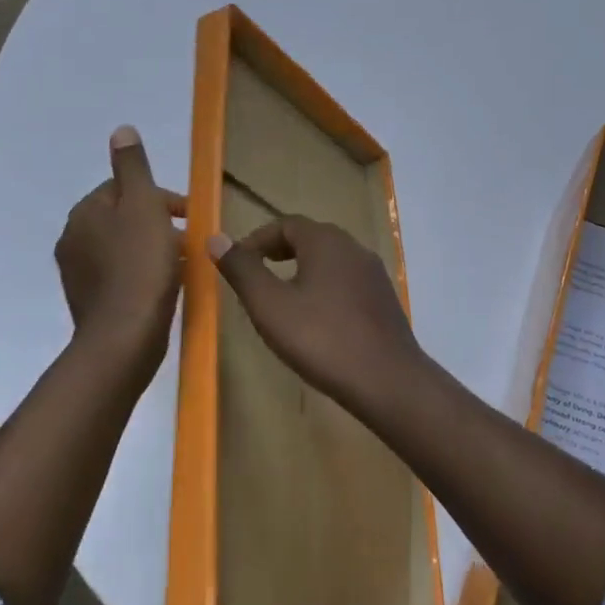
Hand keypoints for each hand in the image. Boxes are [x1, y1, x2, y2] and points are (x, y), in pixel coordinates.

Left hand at [55, 127, 184, 376]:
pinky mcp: (90, 302)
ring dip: (150, 248)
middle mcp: (73, 239)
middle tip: (189, 239)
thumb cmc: (140, 266)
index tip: (189, 214)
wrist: (124, 338)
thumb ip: (133, 167)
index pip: (122, 188)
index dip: (159, 197)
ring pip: (122, 247)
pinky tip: (163, 286)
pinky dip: (141, 273)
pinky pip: (120, 275)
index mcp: (85, 213)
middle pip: (122, 218)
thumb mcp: (143, 206)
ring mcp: (78, 273)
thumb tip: (121, 130)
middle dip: (156, 222)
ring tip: (181, 263)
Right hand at [207, 216, 429, 409]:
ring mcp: (373, 274)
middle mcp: (354, 248)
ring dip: (302, 271)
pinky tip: (316, 321)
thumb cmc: (322, 339)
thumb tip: (216, 238)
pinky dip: (324, 289)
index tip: (237, 263)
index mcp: (326, 241)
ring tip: (281, 300)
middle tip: (256, 277)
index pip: (285, 223)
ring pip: (330, 261)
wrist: (388, 381)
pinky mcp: (384, 299)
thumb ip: (242, 270)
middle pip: (310, 238)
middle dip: (279, 252)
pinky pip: (347, 282)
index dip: (257, 240)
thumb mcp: (270, 306)